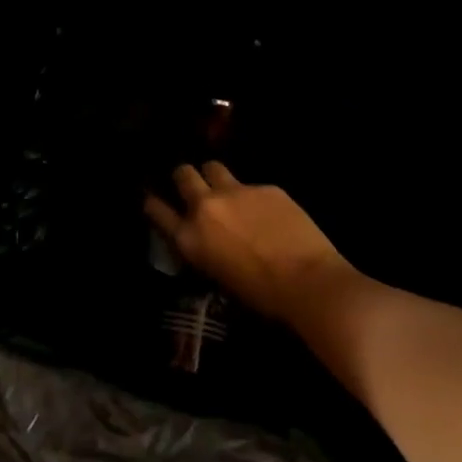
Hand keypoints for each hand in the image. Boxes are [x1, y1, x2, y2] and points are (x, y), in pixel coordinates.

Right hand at [145, 162, 357, 324]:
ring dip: (214, 177)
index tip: (155, 200)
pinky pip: (251, 184)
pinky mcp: (267, 187)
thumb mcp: (217, 276)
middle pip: (183, 174)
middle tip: (193, 188)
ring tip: (226, 191)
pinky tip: (268, 212)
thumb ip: (203, 249)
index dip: (154, 203)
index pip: (156, 209)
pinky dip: (252, 195)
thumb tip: (205, 238)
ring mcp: (237, 192)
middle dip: (184, 178)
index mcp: (189, 238)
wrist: (307, 280)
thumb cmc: (260, 295)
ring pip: (213, 167)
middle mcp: (206, 207)